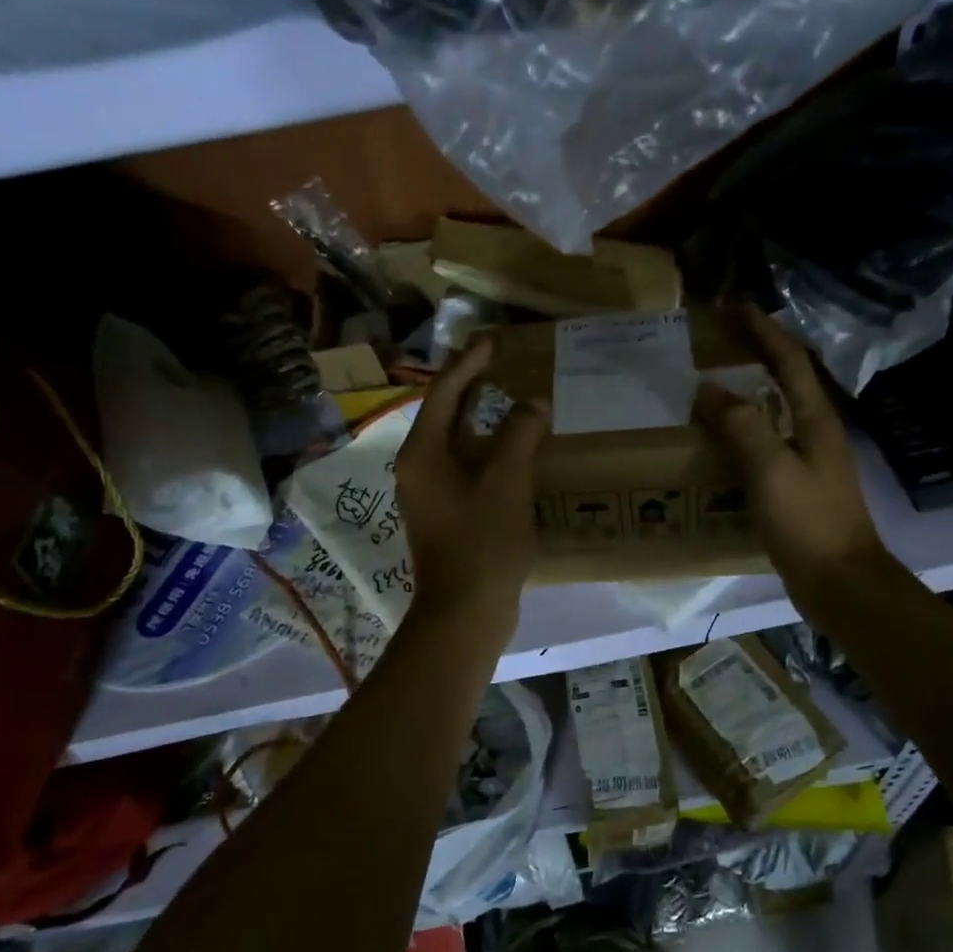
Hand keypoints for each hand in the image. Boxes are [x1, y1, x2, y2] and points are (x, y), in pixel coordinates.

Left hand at [395, 336, 548, 632]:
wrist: (466, 611)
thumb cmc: (482, 542)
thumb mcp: (506, 482)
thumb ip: (519, 435)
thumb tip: (533, 403)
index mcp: (423, 454)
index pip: (443, 393)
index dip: (468, 363)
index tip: (493, 340)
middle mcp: (419, 468)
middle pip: (445, 414)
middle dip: (473, 387)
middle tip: (504, 363)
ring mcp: (430, 493)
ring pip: (457, 442)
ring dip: (484, 419)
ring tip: (514, 399)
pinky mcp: (446, 513)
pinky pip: (466, 466)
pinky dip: (488, 450)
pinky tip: (516, 449)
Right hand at [694, 306, 893, 604]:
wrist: (839, 581)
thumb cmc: (808, 521)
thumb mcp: (771, 469)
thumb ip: (741, 425)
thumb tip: (707, 389)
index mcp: (815, 419)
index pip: (789, 360)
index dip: (763, 330)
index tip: (734, 307)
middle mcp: (815, 432)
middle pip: (785, 380)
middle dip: (755, 354)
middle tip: (716, 343)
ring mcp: (808, 460)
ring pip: (774, 412)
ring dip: (746, 393)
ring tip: (709, 386)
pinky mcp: (797, 487)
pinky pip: (765, 445)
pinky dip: (742, 431)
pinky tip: (718, 442)